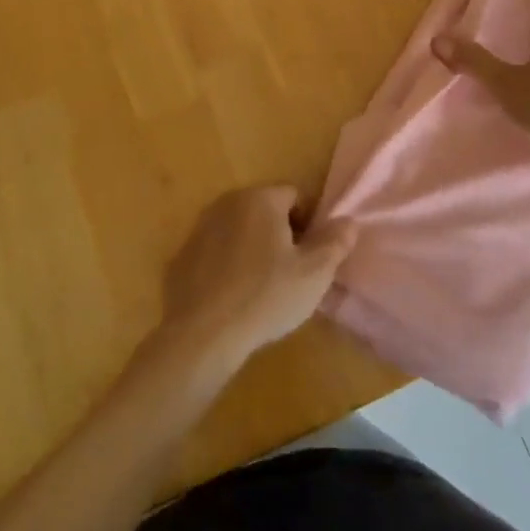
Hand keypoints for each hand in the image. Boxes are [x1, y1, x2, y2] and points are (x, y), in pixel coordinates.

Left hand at [155, 186, 356, 371]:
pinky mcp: (180, 257)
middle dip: (280, 234)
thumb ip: (335, 242)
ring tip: (262, 288)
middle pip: (265, 210)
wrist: (201, 334)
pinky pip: (215, 253)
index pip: (295, 196)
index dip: (309, 224)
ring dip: (252, 249)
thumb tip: (348, 221)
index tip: (311, 256)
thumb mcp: (314, 273)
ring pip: (238, 231)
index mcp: (260, 199)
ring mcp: (199, 229)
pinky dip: (226, 266)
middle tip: (291, 273)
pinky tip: (233, 298)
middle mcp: (227, 203)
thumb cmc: (265, 296)